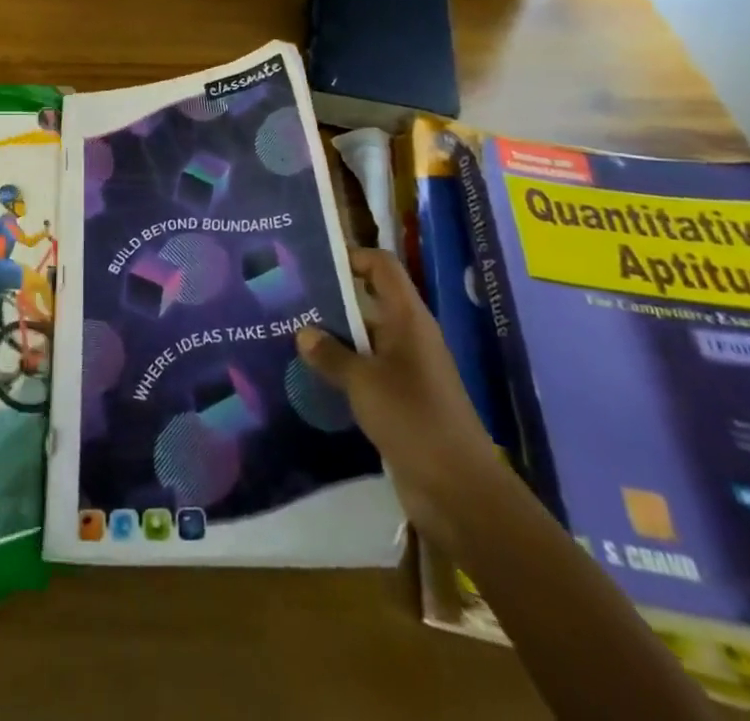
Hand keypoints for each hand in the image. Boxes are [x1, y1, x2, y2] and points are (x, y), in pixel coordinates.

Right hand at [296, 247, 504, 556]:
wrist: (461, 493)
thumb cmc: (414, 421)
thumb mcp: (364, 383)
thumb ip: (331, 354)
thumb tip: (303, 332)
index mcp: (409, 319)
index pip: (382, 267)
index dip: (352, 256)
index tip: (312, 261)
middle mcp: (409, 337)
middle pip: (370, 300)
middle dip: (331, 298)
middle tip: (288, 297)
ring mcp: (407, 370)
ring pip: (365, 339)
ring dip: (333, 337)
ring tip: (290, 334)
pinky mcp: (401, 402)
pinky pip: (367, 372)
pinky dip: (342, 369)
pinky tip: (311, 375)